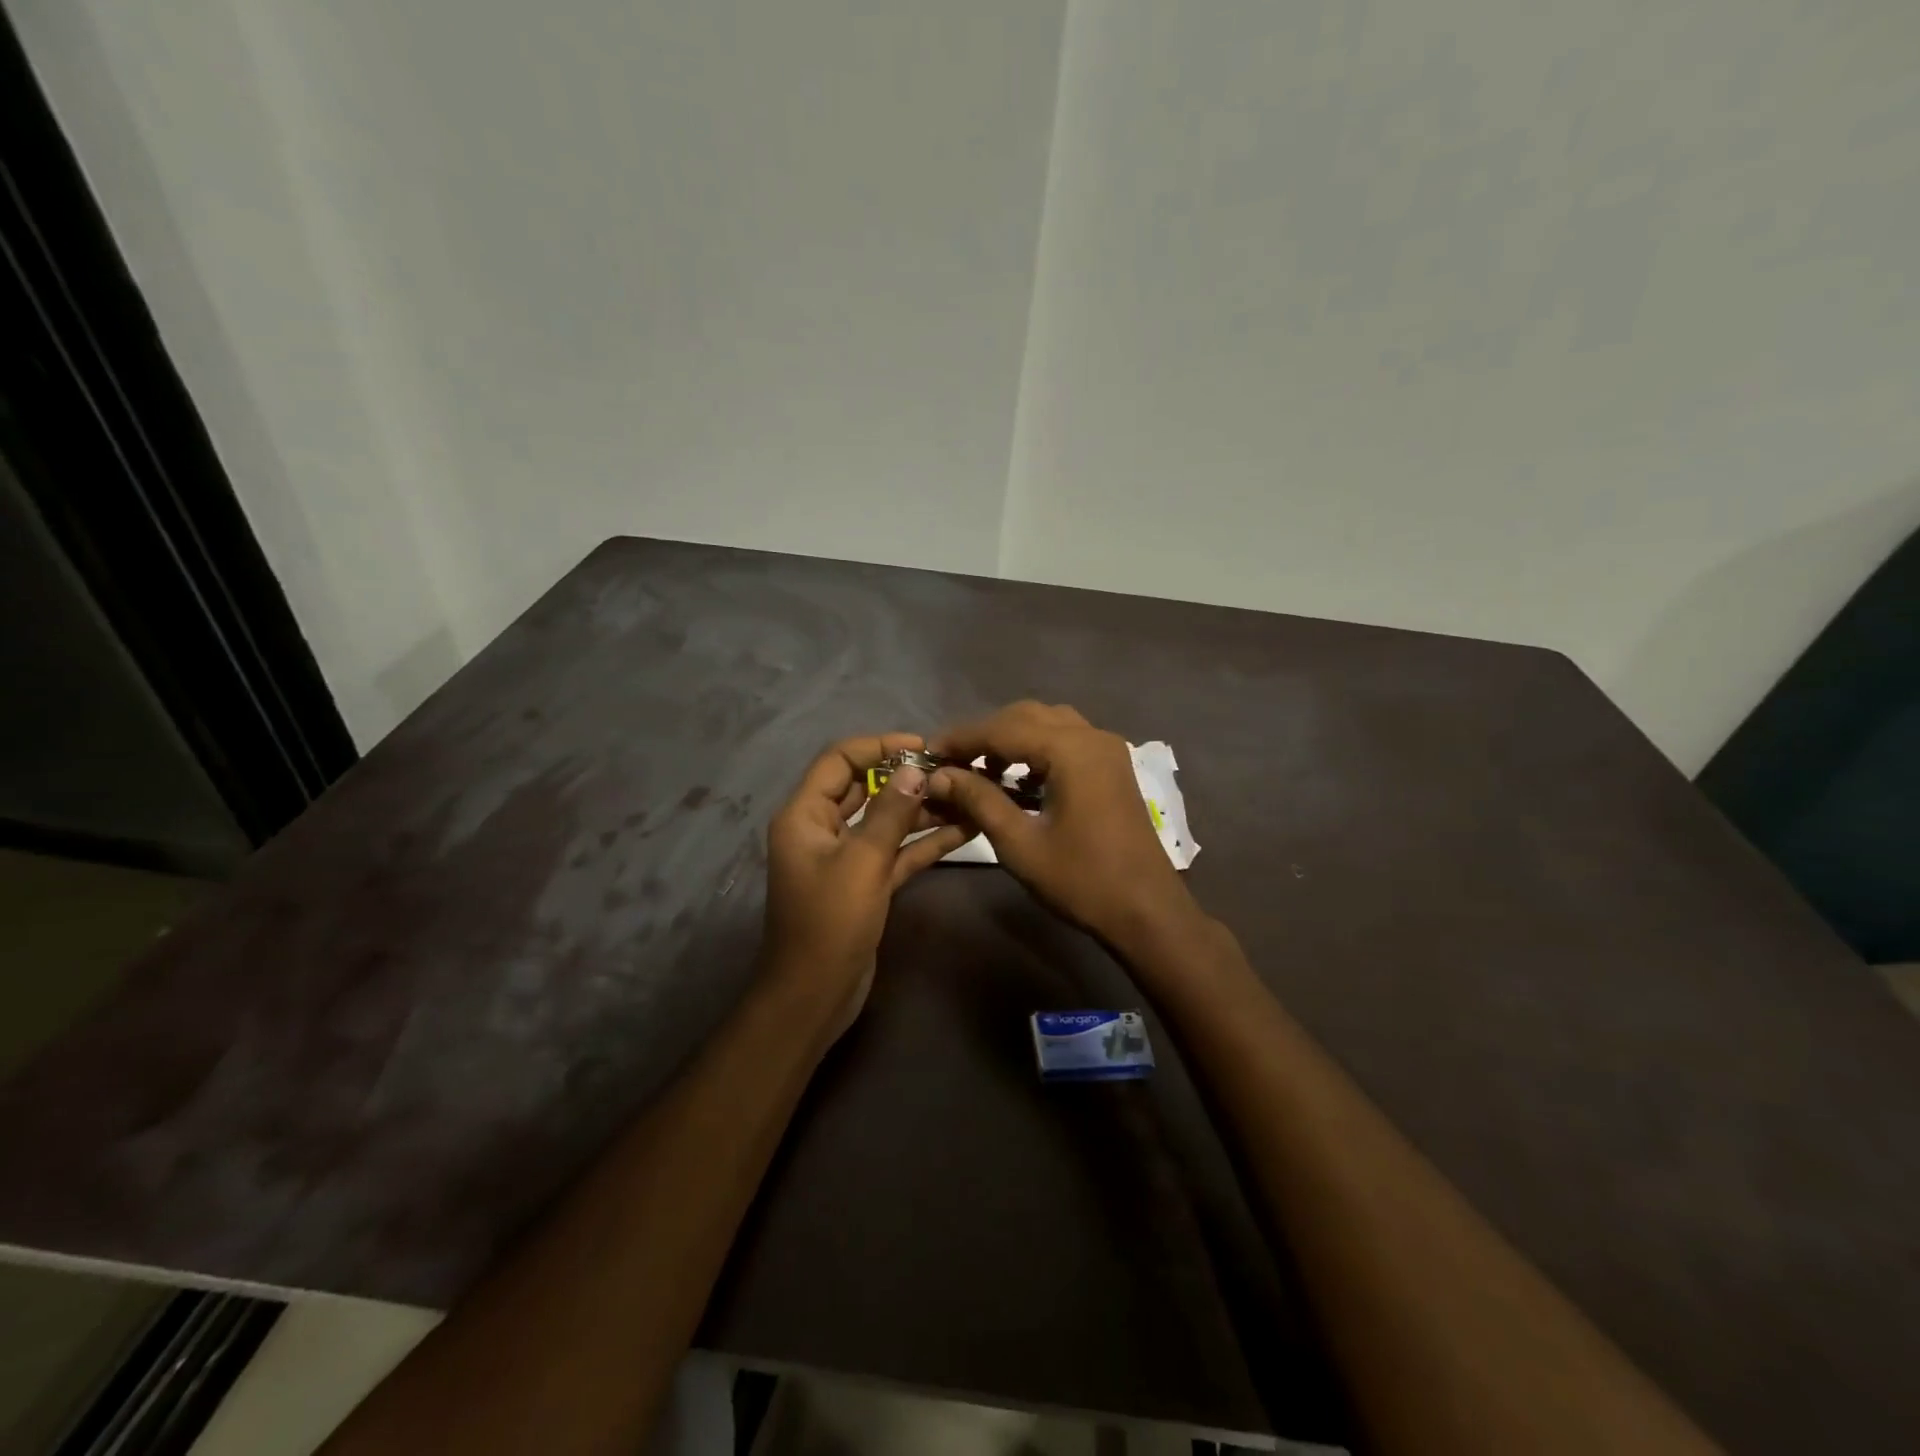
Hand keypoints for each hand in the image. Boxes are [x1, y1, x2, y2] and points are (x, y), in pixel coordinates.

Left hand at [762, 733, 973, 1039]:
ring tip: (966, 794)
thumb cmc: (830, 923)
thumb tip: (915, 770)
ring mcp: (846, 857)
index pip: (839, 760)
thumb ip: (890, 813)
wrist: (814, 996)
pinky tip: (965, 829)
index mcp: (805, 815)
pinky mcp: (867, 882)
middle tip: (952, 769)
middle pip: (864, 787)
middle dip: (906, 777)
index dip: (878, 746)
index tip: (923, 747)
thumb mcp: (862, 862)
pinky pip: (897, 851)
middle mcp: (822, 829)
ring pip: (886, 820)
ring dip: (922, 809)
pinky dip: (925, 841)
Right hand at [927, 702, 1200, 953]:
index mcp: (1071, 750)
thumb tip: (939, 775)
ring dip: (1012, 739)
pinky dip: (1038, 750)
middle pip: (1026, 716)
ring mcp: (1107, 750)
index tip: (928, 754)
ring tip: (980, 769)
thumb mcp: (1020, 844)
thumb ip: (979, 800)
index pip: (1003, 728)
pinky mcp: (1113, 767)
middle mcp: (1092, 736)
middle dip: (986, 735)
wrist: (1147, 911)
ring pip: (1048, 724)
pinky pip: (1067, 741)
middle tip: (951, 762)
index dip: (962, 739)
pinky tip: (1017, 779)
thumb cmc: (1081, 880)